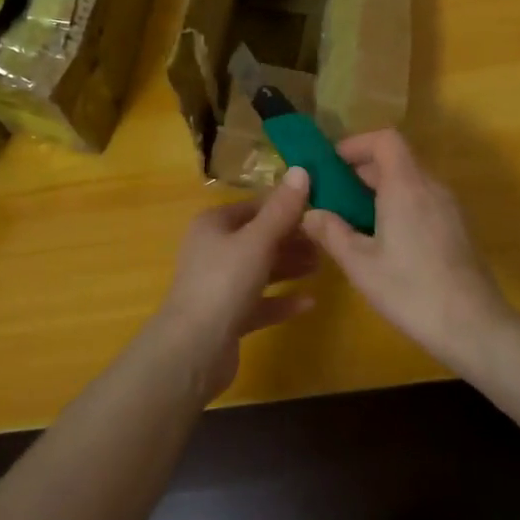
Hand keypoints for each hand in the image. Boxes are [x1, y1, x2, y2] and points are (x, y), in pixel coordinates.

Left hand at [153, 168, 316, 399]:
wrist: (193, 350)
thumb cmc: (223, 283)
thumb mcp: (257, 241)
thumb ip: (281, 209)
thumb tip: (301, 169)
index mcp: (214, 224)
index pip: (255, 206)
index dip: (286, 206)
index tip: (320, 209)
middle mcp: (213, 250)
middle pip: (258, 238)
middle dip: (292, 238)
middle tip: (327, 241)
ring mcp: (218, 285)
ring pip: (260, 269)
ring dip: (289, 266)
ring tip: (323, 265)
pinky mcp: (227, 317)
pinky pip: (260, 302)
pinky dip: (281, 300)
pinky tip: (309, 302)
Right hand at [301, 131, 509, 369]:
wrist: (474, 328)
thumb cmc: (411, 290)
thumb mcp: (360, 264)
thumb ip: (331, 232)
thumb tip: (310, 213)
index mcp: (406, 185)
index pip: (384, 139)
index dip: (356, 144)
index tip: (331, 166)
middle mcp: (431, 187)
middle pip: (395, 159)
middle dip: (360, 172)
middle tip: (332, 199)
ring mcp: (449, 207)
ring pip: (409, 182)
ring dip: (379, 191)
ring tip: (352, 222)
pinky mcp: (458, 228)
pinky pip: (422, 201)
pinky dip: (398, 206)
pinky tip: (384, 241)